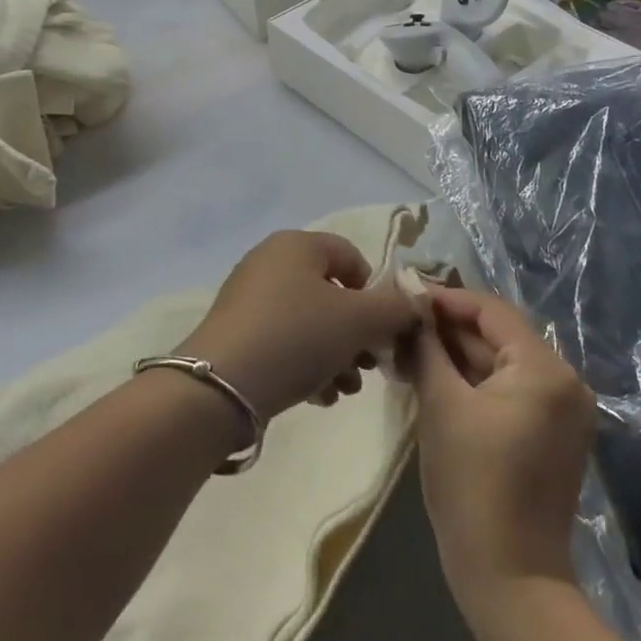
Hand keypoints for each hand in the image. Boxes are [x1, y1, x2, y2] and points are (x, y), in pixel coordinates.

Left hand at [176, 231, 420, 423]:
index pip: (352, 257)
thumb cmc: (297, 337)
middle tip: (368, 367)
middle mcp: (271, 260)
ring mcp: (250, 296)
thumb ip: (396, 308)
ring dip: (336, 354)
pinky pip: (285, 339)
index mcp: (298, 244)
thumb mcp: (358, 321)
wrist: (221, 386)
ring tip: (344, 389)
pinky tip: (318, 396)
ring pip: (310, 321)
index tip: (382, 331)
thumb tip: (418, 300)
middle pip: (331, 293)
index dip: (375, 293)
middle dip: (357, 333)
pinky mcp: (237, 331)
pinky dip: (306, 362)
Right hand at [404, 287, 595, 614]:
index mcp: (545, 369)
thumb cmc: (472, 484)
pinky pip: (508, 389)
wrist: (510, 579)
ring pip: (499, 362)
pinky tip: (432, 376)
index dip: (444, 299)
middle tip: (398, 323)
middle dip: (446, 328)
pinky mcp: (550, 434)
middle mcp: (564, 381)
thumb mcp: (441, 404)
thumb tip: (411, 303)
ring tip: (406, 347)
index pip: (490, 310)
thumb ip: (426, 345)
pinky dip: (472, 381)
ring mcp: (561, 411)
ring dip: (455, 354)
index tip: (403, 294)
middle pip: (497, 335)